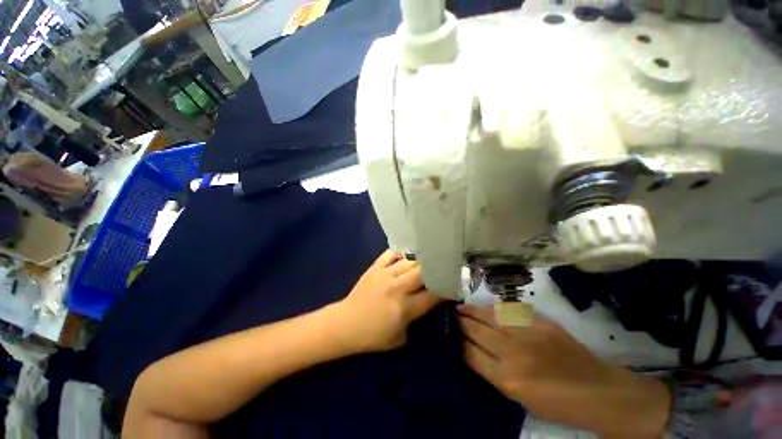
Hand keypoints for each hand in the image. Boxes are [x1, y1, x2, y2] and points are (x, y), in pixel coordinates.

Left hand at [333, 250, 444, 352]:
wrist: (346, 323)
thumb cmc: (373, 336)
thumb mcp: (401, 338)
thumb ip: (418, 319)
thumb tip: (430, 302)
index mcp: (404, 307)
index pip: (433, 294)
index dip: (446, 289)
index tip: (452, 284)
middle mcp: (397, 287)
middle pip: (424, 271)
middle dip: (436, 269)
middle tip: (442, 267)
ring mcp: (385, 274)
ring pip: (410, 261)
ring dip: (421, 261)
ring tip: (429, 258)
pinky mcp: (375, 267)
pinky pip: (391, 253)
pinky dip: (401, 253)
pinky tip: (407, 256)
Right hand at [459, 305, 670, 437]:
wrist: (598, 391)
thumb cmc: (557, 403)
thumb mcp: (520, 399)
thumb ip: (494, 374)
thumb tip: (472, 353)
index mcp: (507, 379)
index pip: (470, 353)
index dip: (456, 341)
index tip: (446, 333)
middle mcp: (512, 353)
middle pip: (476, 331)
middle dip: (459, 322)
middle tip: (447, 315)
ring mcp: (527, 334)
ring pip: (488, 316)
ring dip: (471, 311)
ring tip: (459, 307)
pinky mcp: (540, 322)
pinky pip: (508, 311)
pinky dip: (492, 308)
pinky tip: (484, 307)